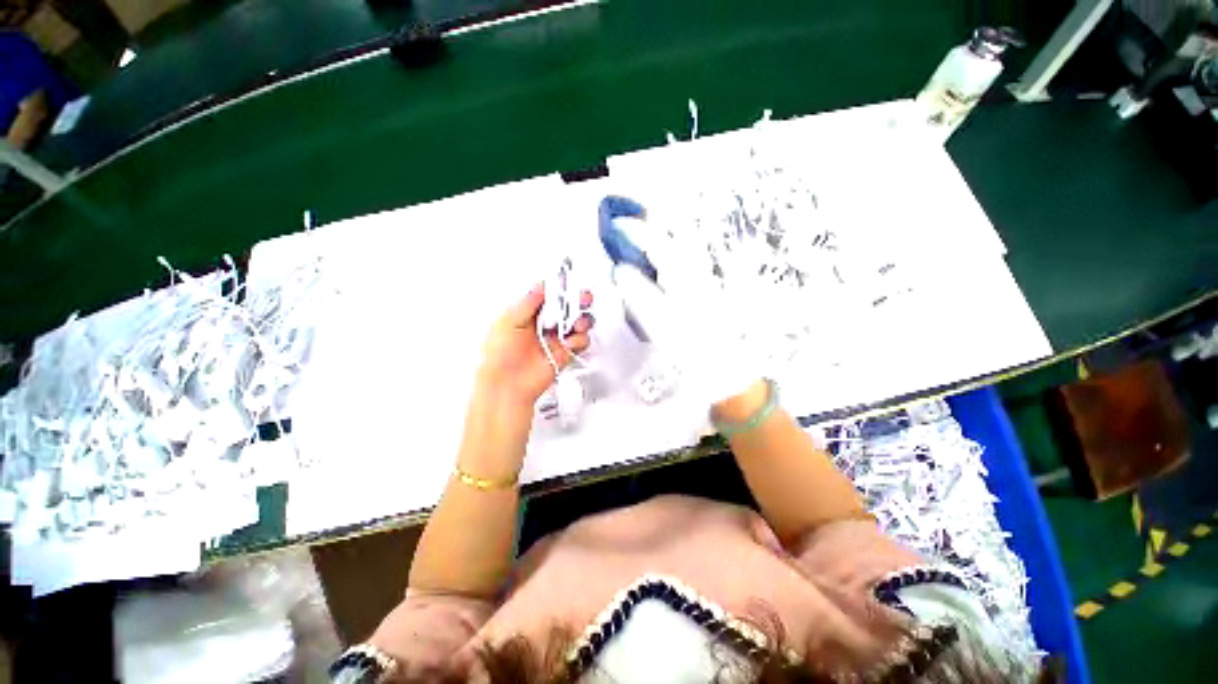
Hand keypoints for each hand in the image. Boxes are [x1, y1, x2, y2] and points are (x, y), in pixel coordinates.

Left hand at [477, 283, 593, 412]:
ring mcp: (557, 338)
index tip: (568, 284)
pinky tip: (569, 342)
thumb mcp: (507, 322)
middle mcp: (545, 324)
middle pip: (568, 306)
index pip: (550, 294)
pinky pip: (581, 341)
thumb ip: (527, 303)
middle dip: (577, 300)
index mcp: (530, 312)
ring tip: (576, 323)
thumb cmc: (499, 357)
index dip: (560, 288)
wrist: (507, 385)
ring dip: (581, 319)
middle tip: (581, 299)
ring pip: (579, 321)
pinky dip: (579, 339)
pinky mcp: (566, 352)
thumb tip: (541, 287)